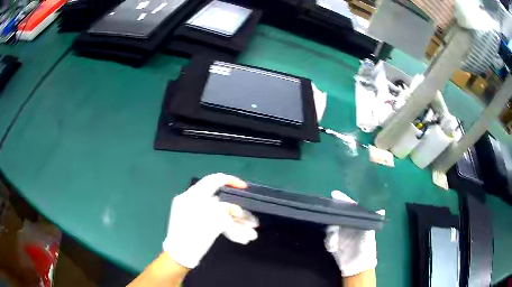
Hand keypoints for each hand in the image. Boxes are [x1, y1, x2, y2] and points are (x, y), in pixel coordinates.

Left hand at [163, 173, 258, 268]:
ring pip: (220, 213)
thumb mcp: (210, 225)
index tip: (245, 188)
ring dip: (236, 223)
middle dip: (239, 212)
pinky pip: (215, 221)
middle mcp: (193, 202)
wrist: (178, 258)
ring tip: (251, 235)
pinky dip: (227, 228)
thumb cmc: (191, 240)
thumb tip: (236, 209)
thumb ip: (224, 213)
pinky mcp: (197, 223)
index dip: (231, 181)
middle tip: (253, 222)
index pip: (213, 180)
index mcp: (191, 197)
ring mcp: (194, 213)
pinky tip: (241, 237)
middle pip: (221, 201)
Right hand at [324, 190, 378, 276]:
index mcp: (357, 222)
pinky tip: (334, 248)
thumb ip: (371, 222)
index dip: (343, 201)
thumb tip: (382, 209)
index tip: (334, 194)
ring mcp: (339, 235)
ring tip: (334, 243)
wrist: (357, 267)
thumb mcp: (370, 235)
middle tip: (332, 225)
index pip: (350, 208)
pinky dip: (329, 243)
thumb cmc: (366, 248)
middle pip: (337, 217)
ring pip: (330, 228)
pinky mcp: (333, 244)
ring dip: (331, 235)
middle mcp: (347, 226)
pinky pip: (327, 239)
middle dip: (333, 220)